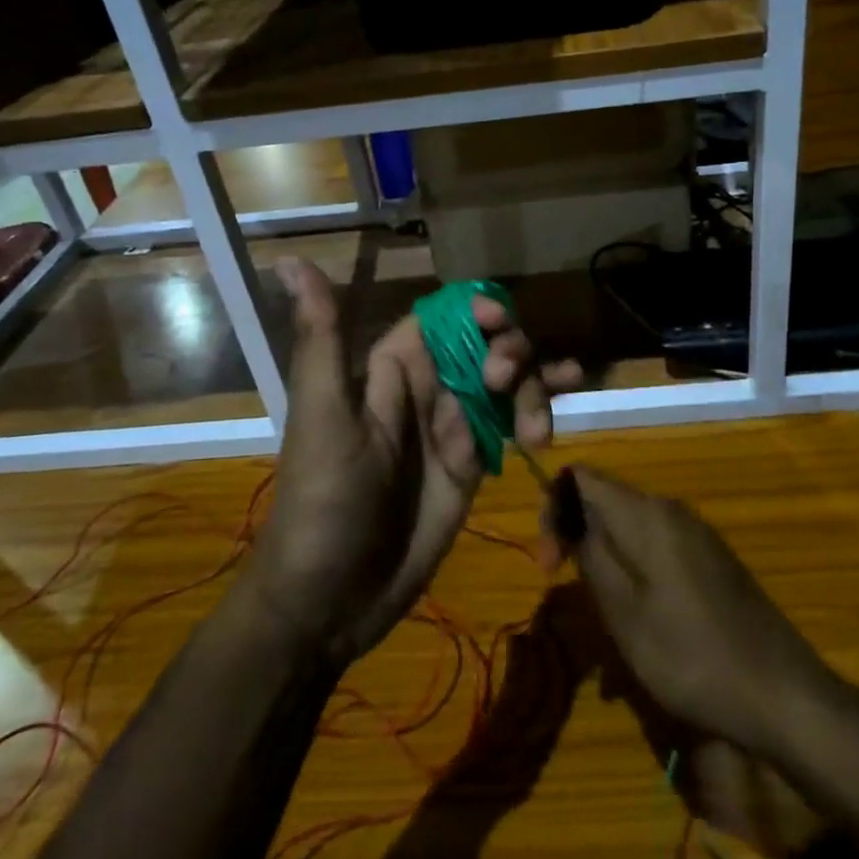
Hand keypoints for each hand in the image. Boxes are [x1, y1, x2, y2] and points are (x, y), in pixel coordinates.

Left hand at [253, 258, 581, 666]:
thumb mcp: (323, 415)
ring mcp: (453, 428)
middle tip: (505, 383)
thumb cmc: (323, 502)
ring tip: (536, 425)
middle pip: (484, 346)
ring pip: (507, 382)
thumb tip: (291, 260)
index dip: (475, 311)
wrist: (332, 598)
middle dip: (509, 352)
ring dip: (533, 384)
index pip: (442, 319)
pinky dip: (541, 408)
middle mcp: (425, 390)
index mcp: (389, 370)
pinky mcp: (474, 464)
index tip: (499, 319)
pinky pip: (512, 423)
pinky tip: (567, 402)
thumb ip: (322, 338)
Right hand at [546, 465, 827, 765]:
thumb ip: (590, 554)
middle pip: (605, 500)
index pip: (581, 478)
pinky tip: (640, 624)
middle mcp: (672, 510)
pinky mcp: (712, 560)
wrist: (784, 695)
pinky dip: (635, 574)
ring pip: (631, 529)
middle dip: (577, 537)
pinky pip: (657, 549)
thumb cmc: (692, 656)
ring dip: (605, 561)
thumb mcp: (623, 613)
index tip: (549, 565)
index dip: (553, 509)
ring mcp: (697, 534)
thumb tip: (569, 516)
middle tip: (567, 589)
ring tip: (604, 618)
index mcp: (647, 514)